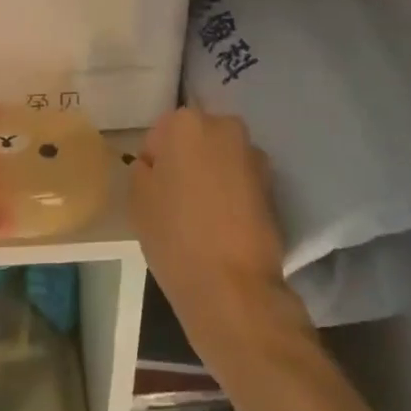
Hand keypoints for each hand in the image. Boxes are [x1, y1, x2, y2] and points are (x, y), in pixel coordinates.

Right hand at [130, 108, 299, 353]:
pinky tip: (223, 226)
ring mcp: (254, 156)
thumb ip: (143, 169)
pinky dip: (232, 194)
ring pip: (221, 159)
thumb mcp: (137, 199)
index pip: (160, 134)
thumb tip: (157, 165)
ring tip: (202, 216)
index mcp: (187, 123)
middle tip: (175, 201)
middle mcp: (225, 127)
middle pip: (196, 139)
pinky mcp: (273, 186)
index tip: (154, 192)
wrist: (233, 288)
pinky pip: (240, 181)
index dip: (155, 162)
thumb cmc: (175, 236)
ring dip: (211, 176)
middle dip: (187, 161)